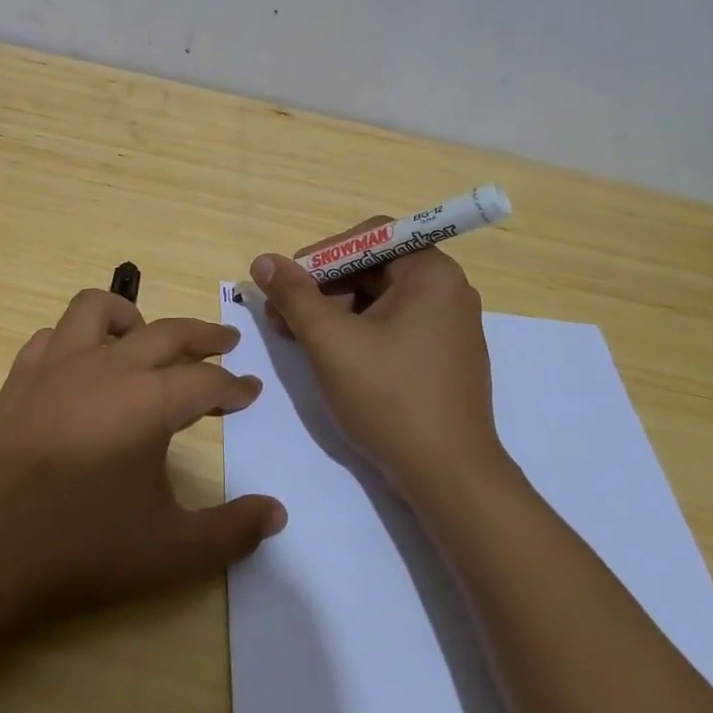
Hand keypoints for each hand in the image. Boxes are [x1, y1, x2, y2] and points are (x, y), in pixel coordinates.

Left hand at [0, 289, 286, 632]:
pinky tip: (81, 366)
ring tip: (146, 339)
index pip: (205, 380)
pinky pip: (52, 337)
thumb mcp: (169, 551)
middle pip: (166, 332)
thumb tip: (276, 513)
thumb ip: (230, 532)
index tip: (249, 391)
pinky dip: (76, 340)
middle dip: (202, 335)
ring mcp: (56, 367)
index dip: (234, 386)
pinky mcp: (18, 379)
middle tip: (225, 342)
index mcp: (148, 401)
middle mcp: (106, 368)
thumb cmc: (79, 547)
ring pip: (97, 309)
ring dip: (132, 317)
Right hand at [252, 222, 504, 494]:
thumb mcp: (330, 341)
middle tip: (282, 314)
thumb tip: (263, 261)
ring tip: (296, 337)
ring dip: (334, 311)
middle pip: (373, 267)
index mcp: (431, 273)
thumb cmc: (389, 397)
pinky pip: (394, 325)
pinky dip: (358, 331)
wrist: (448, 476)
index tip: (289, 283)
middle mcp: (447, 290)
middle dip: (323, 286)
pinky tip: (329, 355)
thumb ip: (294, 295)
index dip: (323, 254)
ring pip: (379, 299)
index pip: (370, 236)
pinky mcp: (443, 356)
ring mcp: (449, 326)